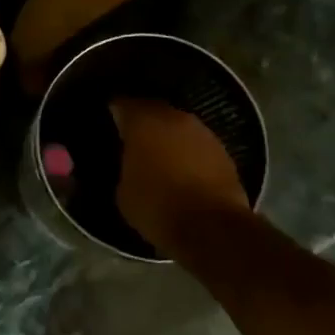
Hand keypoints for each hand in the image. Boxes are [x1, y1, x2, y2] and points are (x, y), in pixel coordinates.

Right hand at [111, 98, 249, 252]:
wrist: (212, 230)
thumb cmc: (157, 206)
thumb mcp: (122, 191)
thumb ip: (125, 168)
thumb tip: (131, 165)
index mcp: (142, 121)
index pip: (122, 104)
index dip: (114, 112)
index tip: (108, 123)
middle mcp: (173, 117)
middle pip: (153, 110)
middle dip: (143, 123)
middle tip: (133, 140)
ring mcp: (203, 133)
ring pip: (179, 128)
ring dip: (169, 138)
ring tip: (159, 157)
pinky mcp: (225, 153)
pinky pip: (198, 147)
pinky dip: (189, 154)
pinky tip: (183, 171)